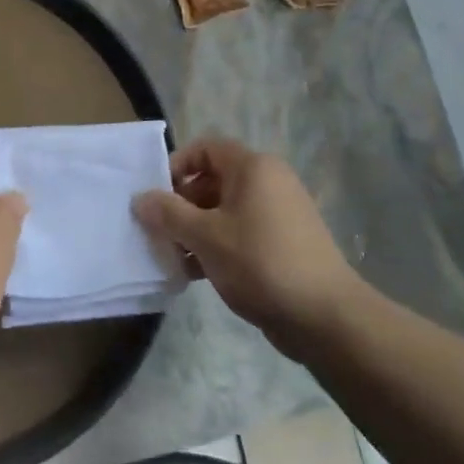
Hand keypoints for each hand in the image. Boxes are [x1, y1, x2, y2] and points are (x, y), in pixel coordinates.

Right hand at [132, 137, 358, 350]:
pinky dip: (217, 246)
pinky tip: (197, 274)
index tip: (156, 196)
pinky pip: (240, 233)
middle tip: (160, 232)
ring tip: (175, 259)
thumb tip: (140, 198)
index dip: (176, 166)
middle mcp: (268, 182)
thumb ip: (168, 214)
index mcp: (253, 168)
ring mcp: (279, 213)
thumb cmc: (260, 262)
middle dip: (181, 205)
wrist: (324, 316)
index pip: (205, 148)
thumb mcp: (205, 236)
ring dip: (195, 230)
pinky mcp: (283, 243)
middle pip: (212, 180)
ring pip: (224, 210)